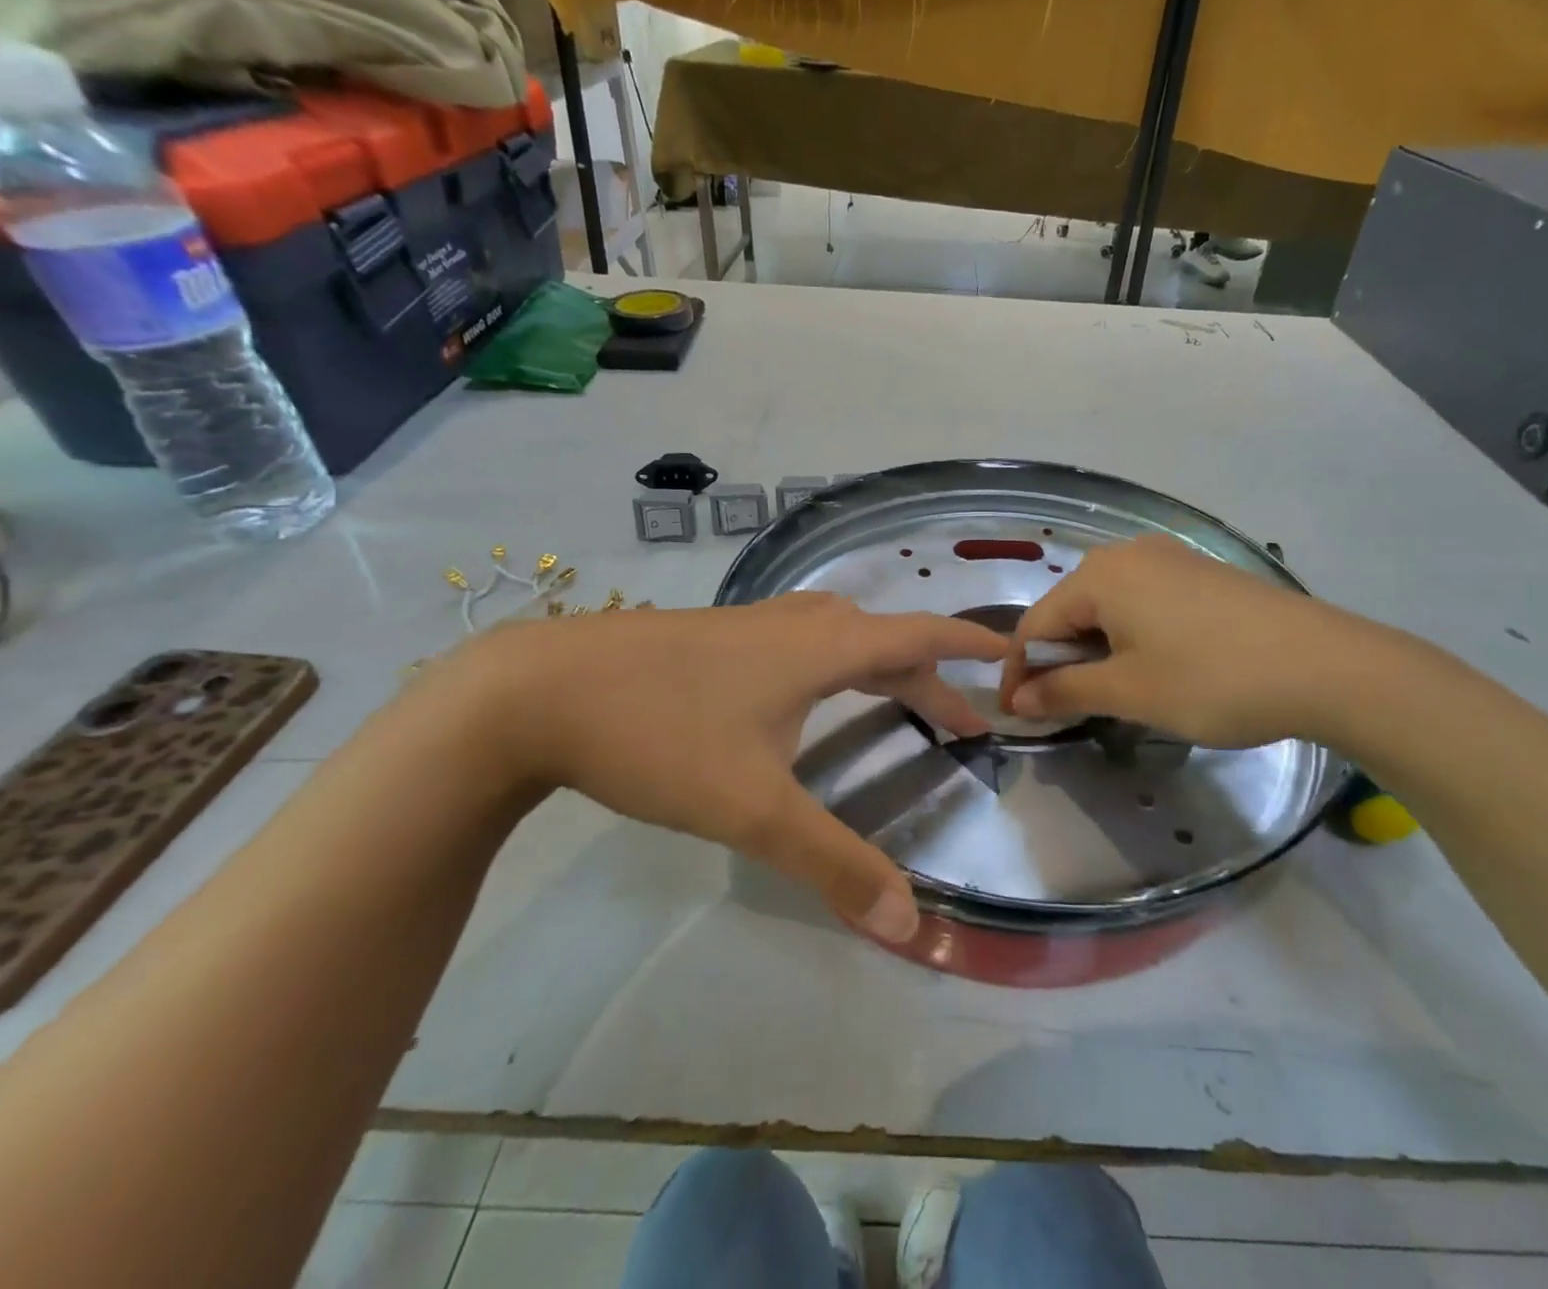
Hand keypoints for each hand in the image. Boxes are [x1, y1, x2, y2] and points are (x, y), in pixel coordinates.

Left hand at [454, 594, 1006, 942]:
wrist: (536, 690)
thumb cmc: (660, 735)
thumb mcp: (753, 808)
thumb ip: (832, 862)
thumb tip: (910, 923)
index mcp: (821, 647)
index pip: (918, 634)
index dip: (967, 644)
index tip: (1010, 654)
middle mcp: (795, 624)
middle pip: (883, 641)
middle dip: (928, 679)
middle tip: (961, 723)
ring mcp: (750, 625)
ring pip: (838, 638)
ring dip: (880, 668)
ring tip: (897, 703)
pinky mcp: (714, 637)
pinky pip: (800, 642)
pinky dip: (834, 664)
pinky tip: (805, 694)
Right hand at [1000, 534, 1382, 748]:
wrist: (1328, 666)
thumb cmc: (1212, 679)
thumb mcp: (1130, 691)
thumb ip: (1064, 691)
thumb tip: (1017, 700)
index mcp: (1100, 575)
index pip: (1035, 624)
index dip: (1019, 673)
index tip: (1015, 716)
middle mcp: (1127, 554)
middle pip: (1069, 611)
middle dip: (1058, 661)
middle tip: (1060, 710)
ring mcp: (1168, 559)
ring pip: (1107, 607)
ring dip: (1093, 651)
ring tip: (1104, 695)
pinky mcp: (1200, 573)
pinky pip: (1142, 603)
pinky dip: (1129, 637)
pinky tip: (1149, 667)